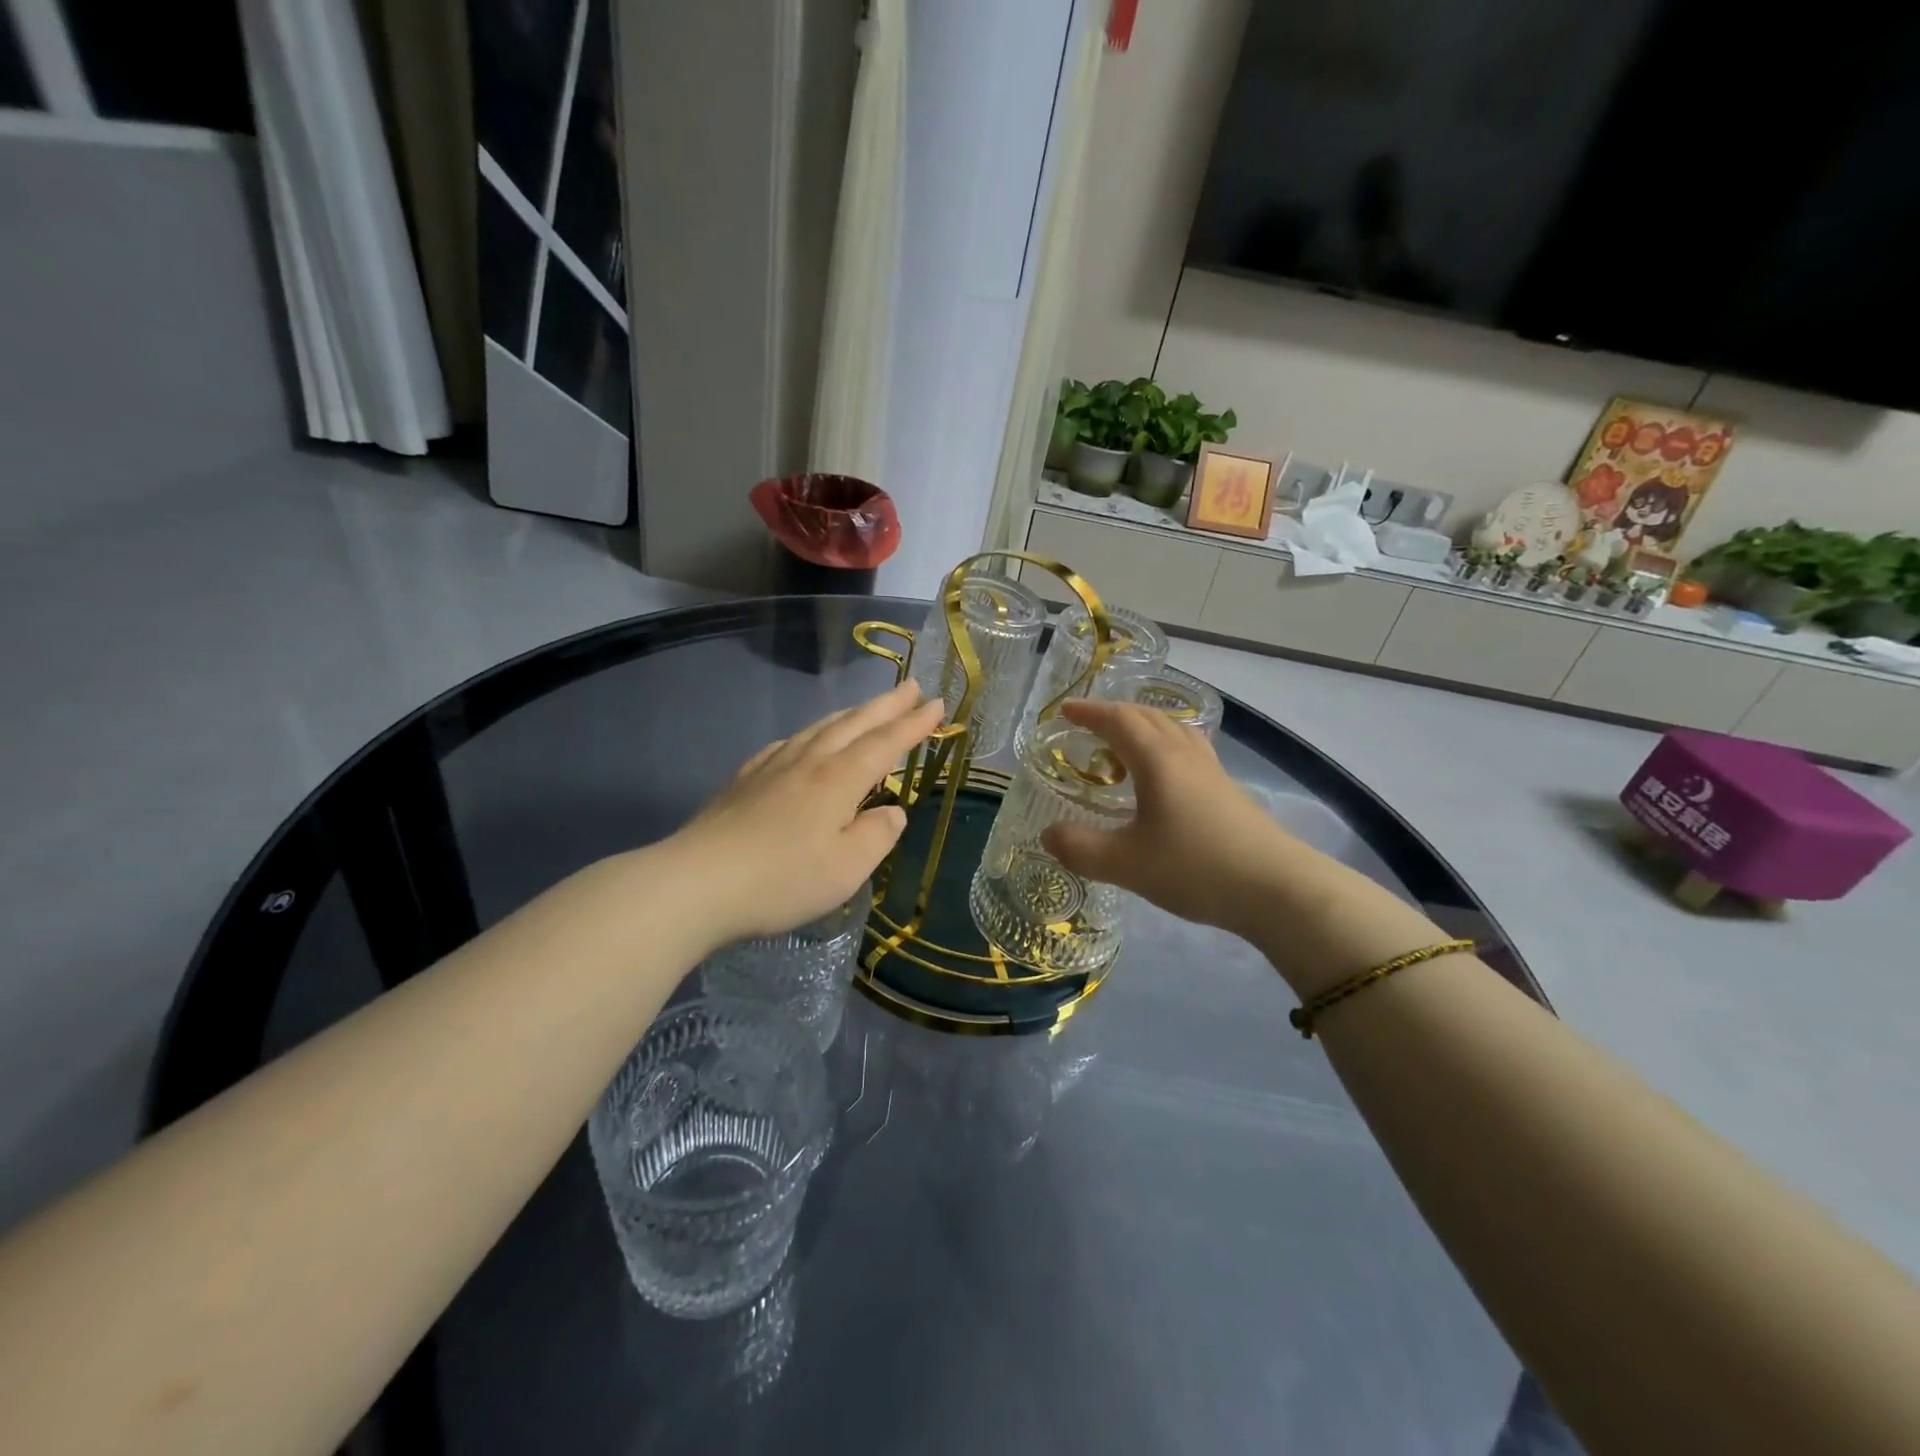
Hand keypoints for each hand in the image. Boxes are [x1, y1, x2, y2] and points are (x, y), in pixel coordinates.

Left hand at [668, 681, 943, 945]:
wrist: (696, 883)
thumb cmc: (781, 880)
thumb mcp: (847, 869)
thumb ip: (877, 836)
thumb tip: (891, 812)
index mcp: (839, 780)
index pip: (885, 744)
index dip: (914, 724)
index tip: (938, 704)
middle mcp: (808, 762)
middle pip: (854, 724)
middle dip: (887, 705)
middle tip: (913, 686)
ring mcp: (772, 767)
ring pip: (820, 728)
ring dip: (851, 714)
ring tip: (869, 707)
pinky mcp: (744, 780)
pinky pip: (788, 743)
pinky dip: (810, 733)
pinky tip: (806, 740)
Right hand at [1040, 698, 1309, 941]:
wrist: (1276, 888)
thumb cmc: (1195, 867)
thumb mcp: (1126, 864)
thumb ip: (1081, 849)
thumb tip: (1047, 835)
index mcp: (1157, 759)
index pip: (1118, 720)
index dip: (1089, 712)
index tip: (1065, 711)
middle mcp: (1184, 754)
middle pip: (1147, 716)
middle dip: (1114, 713)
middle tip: (1088, 724)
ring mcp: (1210, 770)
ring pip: (1172, 730)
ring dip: (1142, 726)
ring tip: (1123, 744)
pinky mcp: (1226, 790)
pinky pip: (1187, 749)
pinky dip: (1163, 746)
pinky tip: (1163, 776)